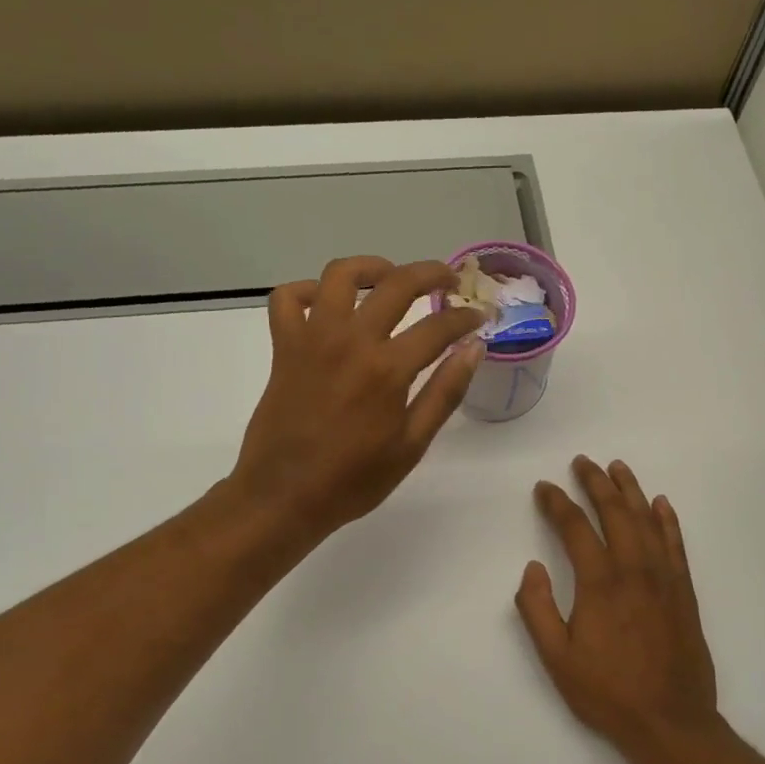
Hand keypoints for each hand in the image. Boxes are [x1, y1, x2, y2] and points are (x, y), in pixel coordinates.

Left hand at [230, 256, 486, 542]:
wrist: (284, 496)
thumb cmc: (354, 479)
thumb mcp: (412, 444)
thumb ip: (445, 392)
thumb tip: (474, 348)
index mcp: (388, 369)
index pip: (439, 326)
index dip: (467, 318)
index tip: (480, 317)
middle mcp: (351, 341)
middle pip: (397, 283)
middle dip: (431, 273)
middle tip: (449, 280)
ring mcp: (313, 339)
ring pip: (339, 275)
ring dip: (370, 267)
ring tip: (389, 278)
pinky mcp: (284, 346)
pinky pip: (287, 299)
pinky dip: (306, 291)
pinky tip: (326, 304)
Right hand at [516, 457, 724, 763]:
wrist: (671, 722)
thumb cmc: (607, 692)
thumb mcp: (556, 659)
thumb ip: (537, 609)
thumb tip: (532, 567)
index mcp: (599, 583)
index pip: (574, 527)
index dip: (556, 503)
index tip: (544, 488)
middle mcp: (633, 570)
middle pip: (614, 512)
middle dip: (596, 483)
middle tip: (582, 462)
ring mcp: (663, 578)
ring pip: (646, 520)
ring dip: (630, 490)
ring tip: (618, 467)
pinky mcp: (684, 591)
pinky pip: (675, 544)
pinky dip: (667, 520)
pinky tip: (660, 503)